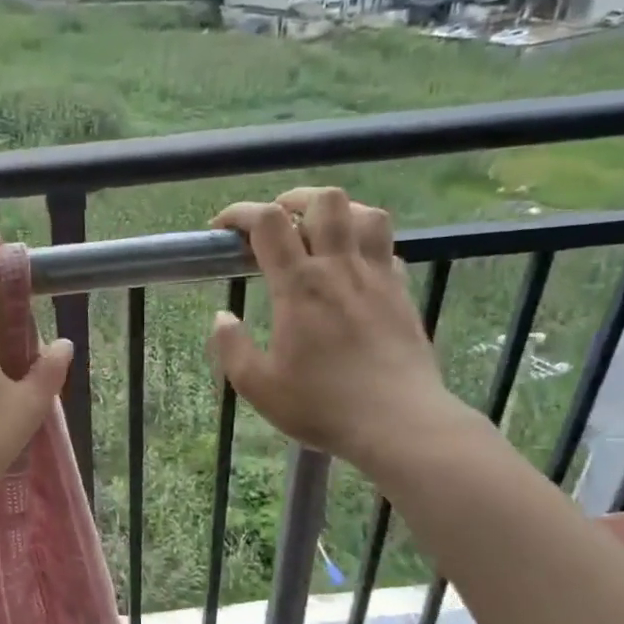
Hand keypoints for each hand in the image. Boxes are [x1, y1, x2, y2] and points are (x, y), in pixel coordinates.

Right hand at [208, 188, 473, 477]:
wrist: (400, 423)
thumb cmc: (322, 406)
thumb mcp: (258, 386)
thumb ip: (231, 348)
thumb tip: (221, 318)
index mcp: (300, 286)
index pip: (268, 223)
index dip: (240, 213)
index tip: (221, 228)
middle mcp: (340, 269)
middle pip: (325, 201)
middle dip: (293, 200)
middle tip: (276, 223)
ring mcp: (377, 277)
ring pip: (366, 213)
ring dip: (337, 213)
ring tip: (318, 232)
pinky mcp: (402, 293)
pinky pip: (386, 248)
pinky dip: (365, 244)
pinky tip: (352, 266)